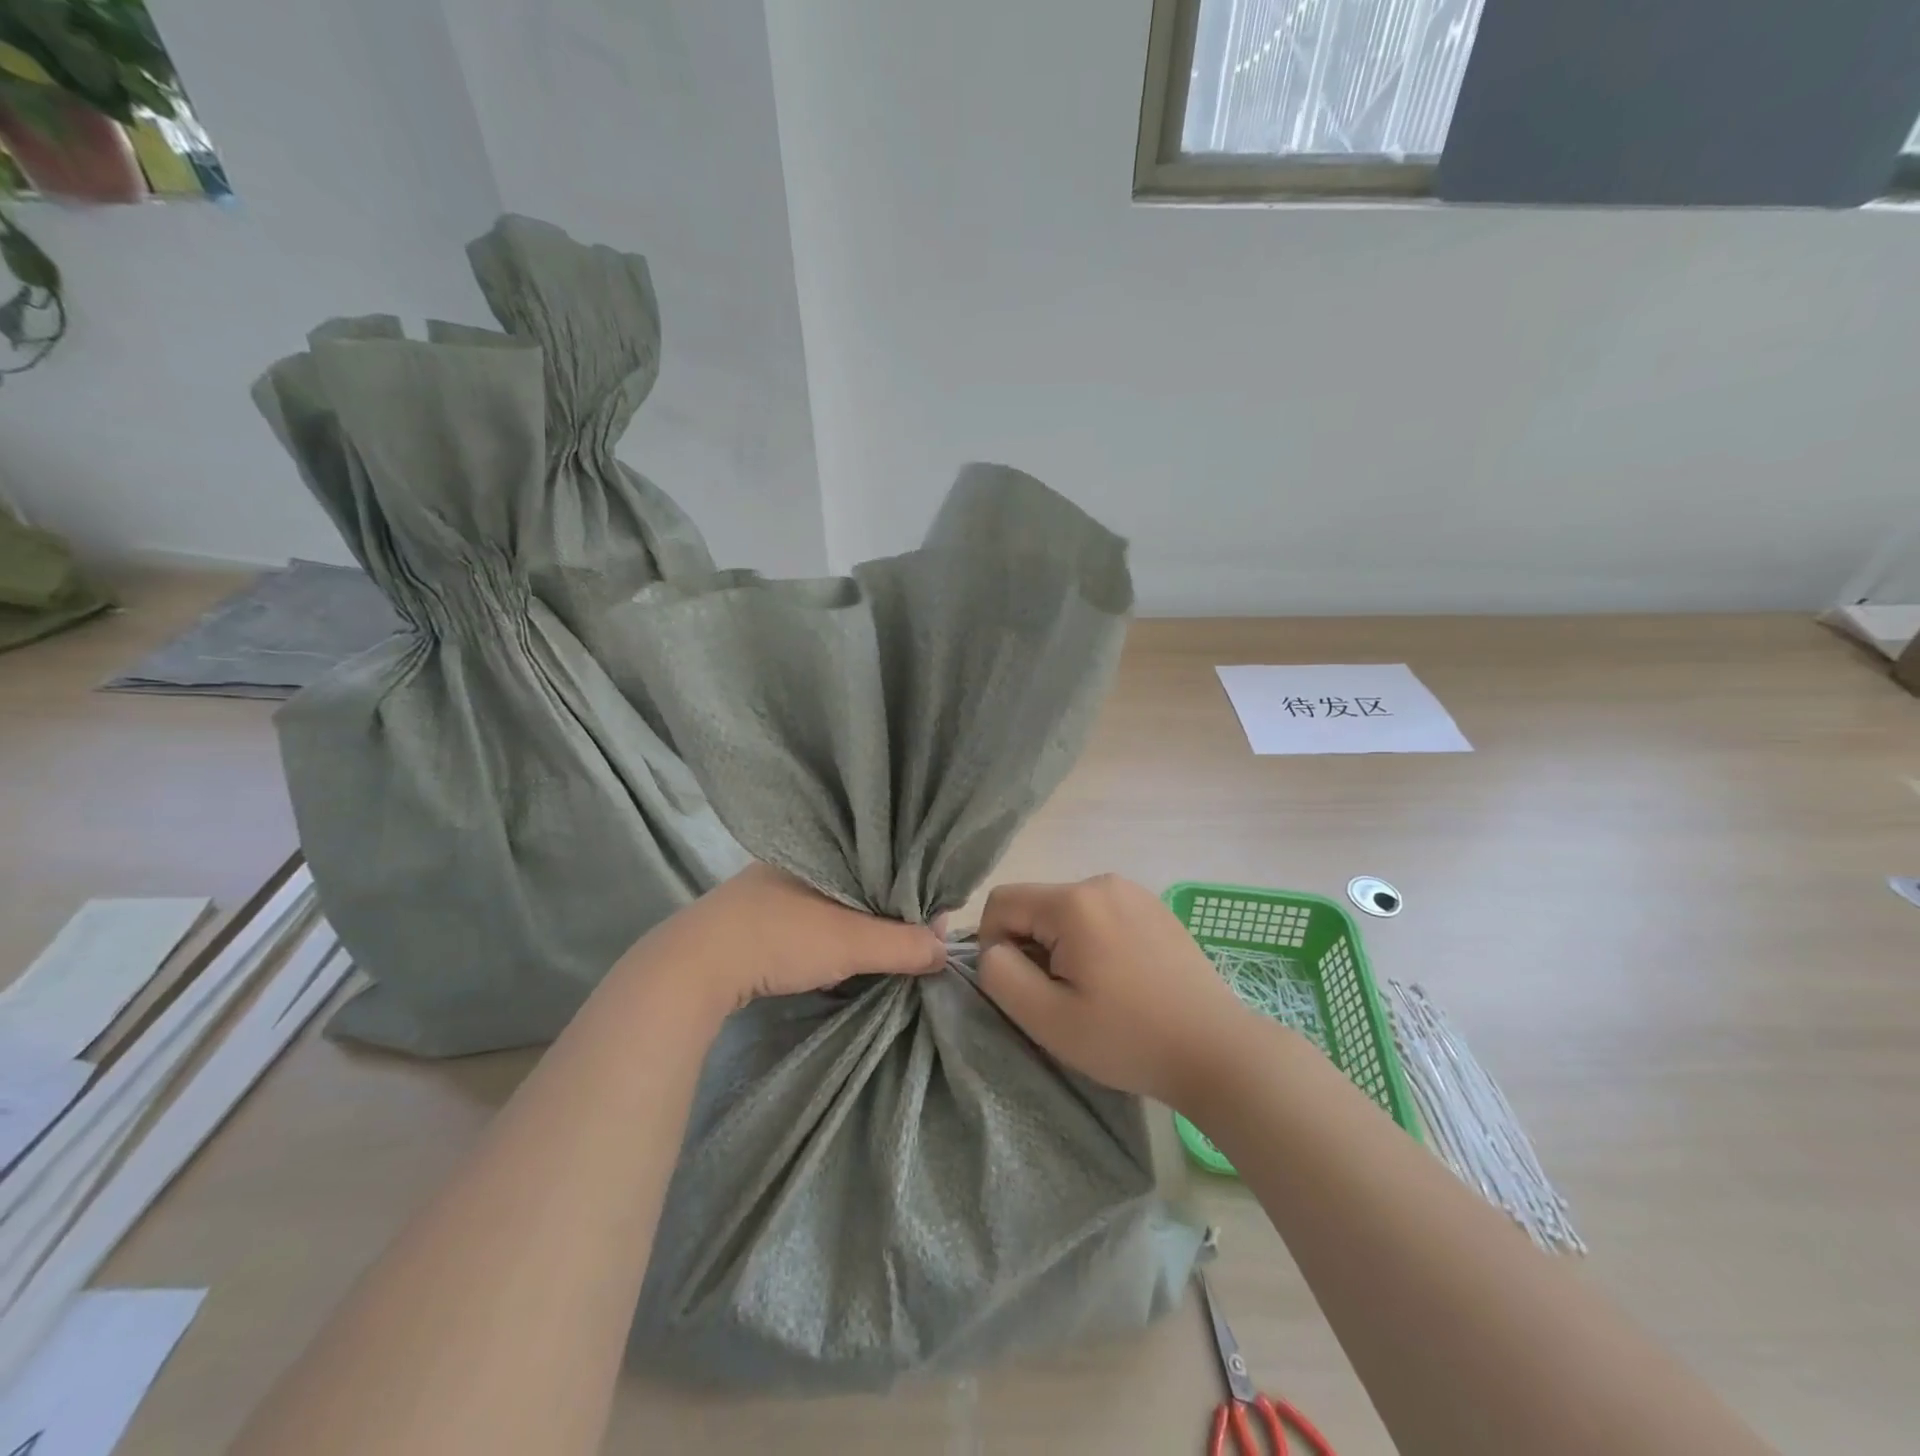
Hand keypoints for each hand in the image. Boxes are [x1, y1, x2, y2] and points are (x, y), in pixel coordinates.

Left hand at [638, 863, 948, 1016]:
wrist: (694, 967)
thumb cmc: (781, 937)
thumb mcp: (852, 942)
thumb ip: (903, 944)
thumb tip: (946, 950)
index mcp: (821, 849)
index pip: (882, 863)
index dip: (912, 892)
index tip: (931, 925)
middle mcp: (794, 861)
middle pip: (858, 885)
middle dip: (883, 915)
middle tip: (906, 946)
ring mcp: (767, 889)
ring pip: (830, 905)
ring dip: (852, 930)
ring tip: (872, 957)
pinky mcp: (749, 919)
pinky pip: (804, 922)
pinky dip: (823, 941)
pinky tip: (828, 964)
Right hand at [975, 874, 1255, 1108]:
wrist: (1218, 1051)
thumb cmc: (1128, 1038)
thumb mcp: (1048, 1019)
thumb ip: (1000, 975)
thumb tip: (993, 949)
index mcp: (1074, 901)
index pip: (1001, 902)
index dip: (993, 945)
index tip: (1021, 987)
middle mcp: (1102, 881)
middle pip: (1036, 905)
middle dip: (1032, 947)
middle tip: (1061, 998)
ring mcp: (1134, 891)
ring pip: (1066, 911)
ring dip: (1061, 946)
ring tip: (1093, 992)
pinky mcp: (1154, 907)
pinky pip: (1100, 914)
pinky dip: (1092, 942)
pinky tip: (1121, 981)